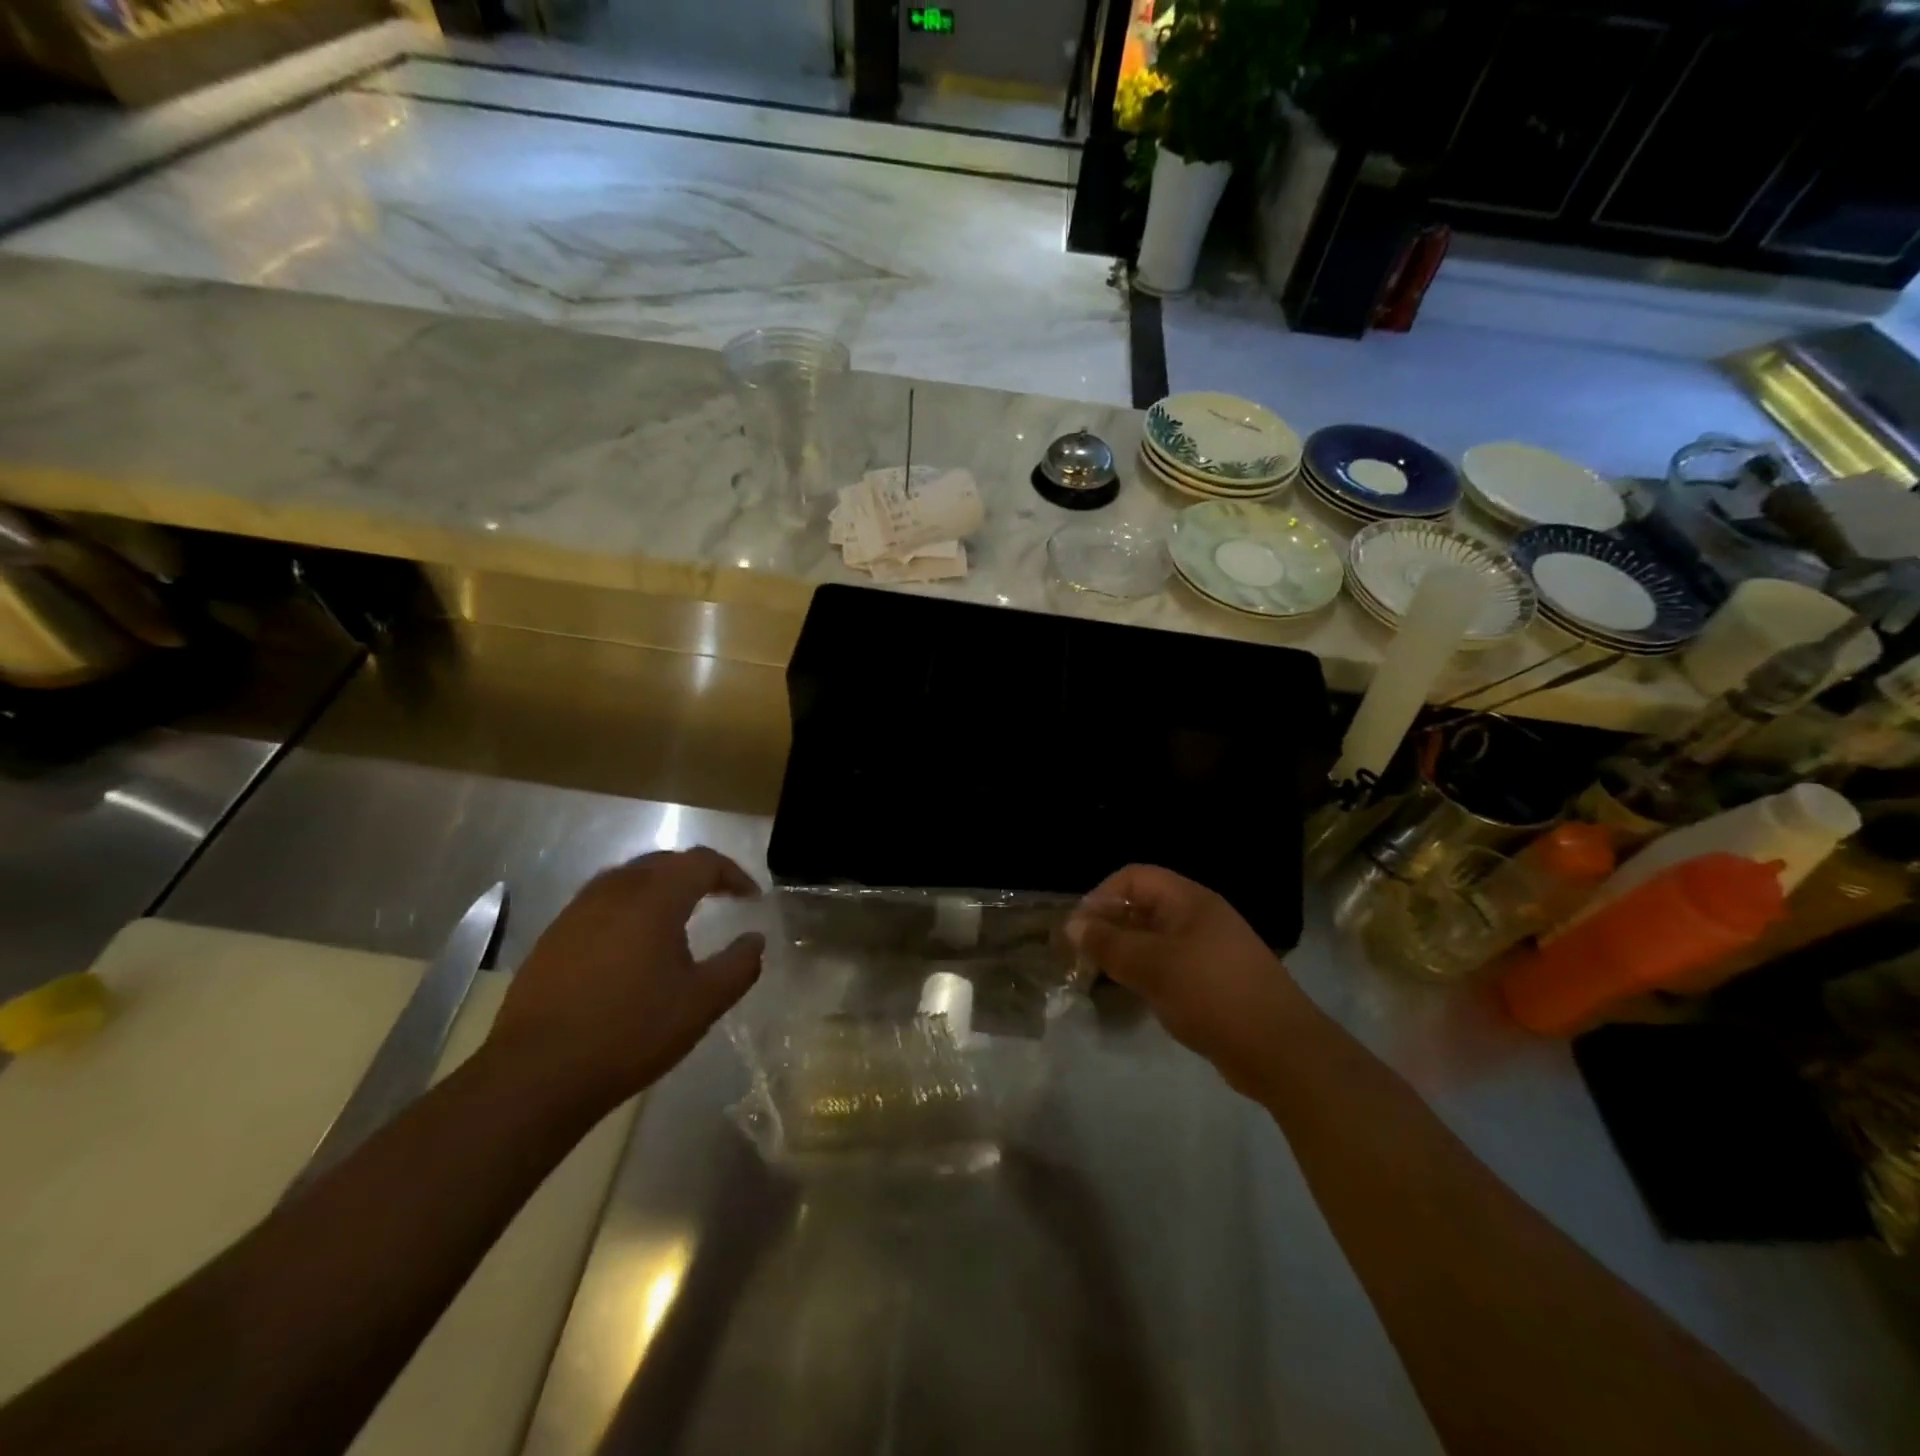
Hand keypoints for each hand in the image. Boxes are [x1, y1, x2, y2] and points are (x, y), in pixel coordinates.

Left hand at [489, 848, 764, 1112]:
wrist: (537, 1074)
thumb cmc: (631, 1031)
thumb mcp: (702, 1003)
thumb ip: (739, 966)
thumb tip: (756, 940)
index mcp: (655, 898)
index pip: (702, 862)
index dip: (732, 874)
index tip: (751, 897)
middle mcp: (615, 891)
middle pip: (664, 862)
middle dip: (697, 874)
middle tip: (720, 897)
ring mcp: (578, 911)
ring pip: (629, 878)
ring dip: (661, 887)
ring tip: (679, 915)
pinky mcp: (554, 936)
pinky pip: (602, 902)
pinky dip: (629, 907)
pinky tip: (633, 942)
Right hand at [1068, 865, 1309, 1099]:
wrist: (1281, 1051)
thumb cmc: (1212, 995)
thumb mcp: (1152, 966)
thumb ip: (1108, 943)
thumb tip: (1072, 924)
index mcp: (1190, 901)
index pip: (1134, 877)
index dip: (1102, 895)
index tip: (1079, 929)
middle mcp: (1199, 918)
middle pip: (1143, 906)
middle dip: (1109, 925)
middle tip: (1080, 956)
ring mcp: (1208, 950)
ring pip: (1154, 939)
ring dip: (1124, 952)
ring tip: (1098, 976)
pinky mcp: (1213, 981)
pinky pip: (1169, 965)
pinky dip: (1145, 973)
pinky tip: (1132, 994)